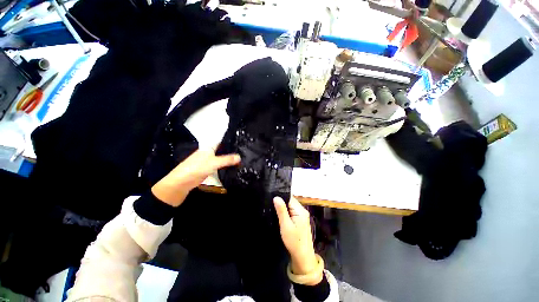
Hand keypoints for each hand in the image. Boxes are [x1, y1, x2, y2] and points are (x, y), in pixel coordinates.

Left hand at [152, 148, 240, 206]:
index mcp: (209, 148)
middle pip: (222, 151)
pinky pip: (218, 166)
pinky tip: (231, 168)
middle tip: (243, 153)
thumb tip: (240, 157)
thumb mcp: (214, 162)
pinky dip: (224, 167)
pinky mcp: (207, 169)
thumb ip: (227, 159)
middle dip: (231, 152)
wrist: (182, 182)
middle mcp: (208, 153)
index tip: (241, 144)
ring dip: (228, 160)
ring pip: (220, 159)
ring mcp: (207, 161)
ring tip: (240, 160)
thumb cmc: (197, 168)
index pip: (222, 142)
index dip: (230, 142)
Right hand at [274, 196, 321, 284]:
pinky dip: (286, 212)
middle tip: (271, 205)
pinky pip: (292, 211)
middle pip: (290, 201)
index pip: (289, 198)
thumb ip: (281, 211)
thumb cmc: (294, 241)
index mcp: (300, 210)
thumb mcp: (286, 226)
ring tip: (274, 209)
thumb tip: (276, 197)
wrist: (303, 256)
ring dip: (284, 207)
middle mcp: (303, 210)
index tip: (272, 198)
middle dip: (282, 202)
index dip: (281, 197)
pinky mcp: (301, 219)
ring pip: (291, 206)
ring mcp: (302, 215)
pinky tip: (281, 215)